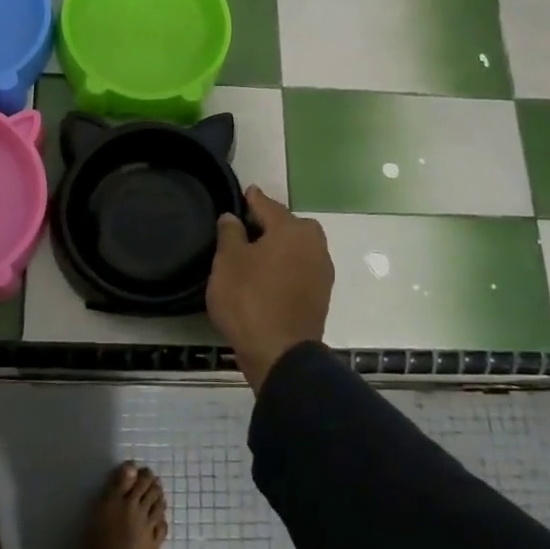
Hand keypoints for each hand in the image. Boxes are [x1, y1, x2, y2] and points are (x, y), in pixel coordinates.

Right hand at [206, 186, 333, 390]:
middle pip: (286, 225)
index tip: (244, 193)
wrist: (281, 354)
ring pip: (295, 248)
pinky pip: (300, 269)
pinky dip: (285, 267)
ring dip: (278, 248)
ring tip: (254, 256)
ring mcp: (322, 270)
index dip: (251, 199)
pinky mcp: (321, 295)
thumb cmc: (249, 300)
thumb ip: (230, 233)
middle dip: (268, 225)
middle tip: (244, 231)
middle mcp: (314, 243)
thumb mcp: (228, 262)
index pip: (266, 205)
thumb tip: (233, 217)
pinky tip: (268, 278)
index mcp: (291, 229)